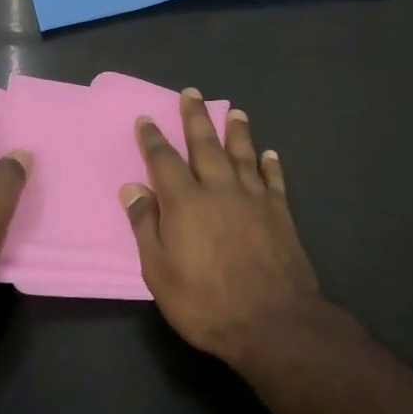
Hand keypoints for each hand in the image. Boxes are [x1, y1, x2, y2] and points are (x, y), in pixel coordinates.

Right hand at [121, 90, 321, 363]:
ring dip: (237, 131)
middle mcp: (219, 189)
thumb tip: (132, 187)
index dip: (153, 139)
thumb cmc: (205, 302)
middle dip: (196, 117)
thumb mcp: (159, 271)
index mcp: (185, 201)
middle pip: (205, 144)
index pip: (164, 160)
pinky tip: (269, 153)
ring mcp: (253, 198)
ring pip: (243, 154)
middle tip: (192, 93)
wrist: (272, 321)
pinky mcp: (280, 213)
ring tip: (235, 111)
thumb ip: (145, 225)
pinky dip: (270, 164)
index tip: (147, 119)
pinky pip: (273, 179)